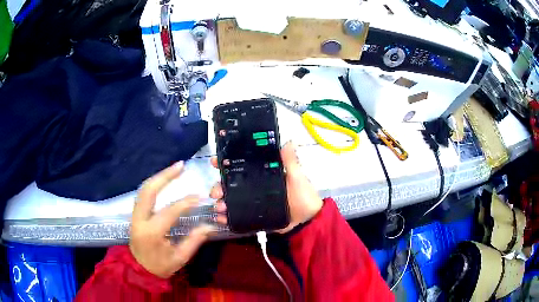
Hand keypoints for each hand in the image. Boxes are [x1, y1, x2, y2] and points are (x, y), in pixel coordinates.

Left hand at [130, 162, 214, 278]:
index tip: (200, 197)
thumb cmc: (160, 266)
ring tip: (175, 168)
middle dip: (165, 176)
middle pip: (149, 190)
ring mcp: (134, 214)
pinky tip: (164, 179)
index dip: (186, 202)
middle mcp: (139, 219)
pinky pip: (143, 193)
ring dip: (159, 176)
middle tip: (181, 165)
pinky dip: (154, 183)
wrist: (138, 269)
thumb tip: (210, 226)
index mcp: (151, 233)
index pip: (169, 212)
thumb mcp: (179, 258)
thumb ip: (194, 241)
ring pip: (144, 188)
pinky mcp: (135, 213)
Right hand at [210, 141, 322, 232]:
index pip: (241, 165)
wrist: (307, 221)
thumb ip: (290, 161)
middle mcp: (254, 187)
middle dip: (219, 186)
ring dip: (221, 202)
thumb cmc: (303, 196)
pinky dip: (227, 217)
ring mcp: (252, 202)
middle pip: (231, 184)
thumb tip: (289, 141)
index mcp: (262, 174)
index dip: (226, 162)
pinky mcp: (253, 216)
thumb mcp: (297, 177)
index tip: (215, 162)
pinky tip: (221, 219)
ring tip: (219, 207)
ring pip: (230, 199)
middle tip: (215, 192)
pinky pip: (237, 215)